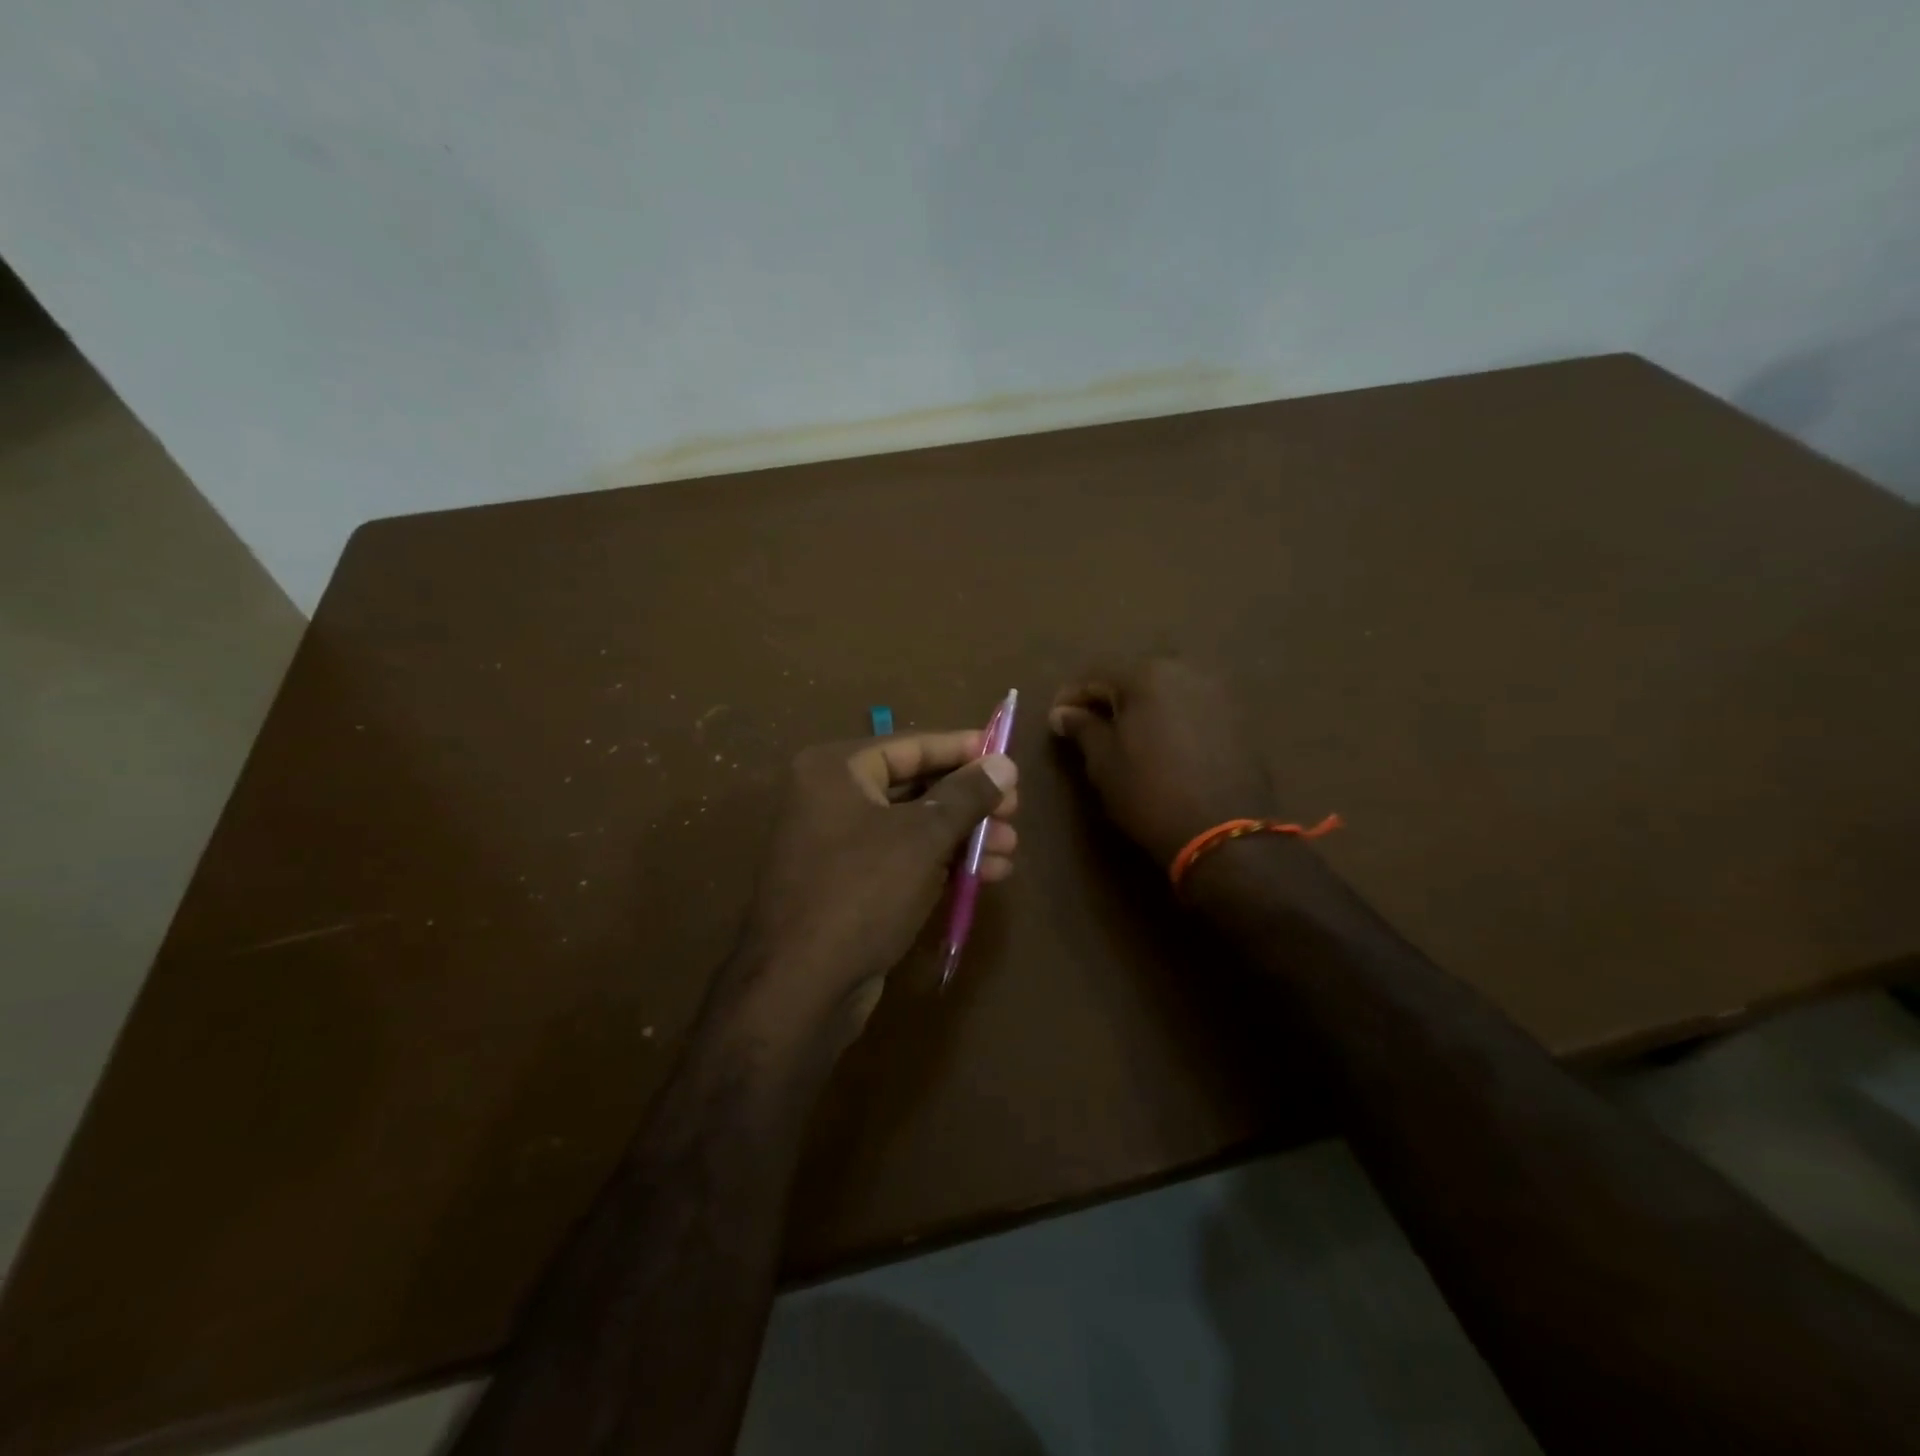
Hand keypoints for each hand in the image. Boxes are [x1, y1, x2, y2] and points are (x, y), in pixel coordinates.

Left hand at [731, 731, 1017, 1049]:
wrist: (802, 988)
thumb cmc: (862, 892)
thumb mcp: (923, 837)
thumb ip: (967, 795)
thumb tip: (1005, 763)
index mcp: (835, 770)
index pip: (911, 745)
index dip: (962, 749)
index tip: (1006, 754)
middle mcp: (831, 798)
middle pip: (915, 785)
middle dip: (969, 801)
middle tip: (1015, 810)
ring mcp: (838, 844)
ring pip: (914, 826)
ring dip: (964, 836)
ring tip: (1011, 848)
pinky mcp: (849, 884)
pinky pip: (903, 858)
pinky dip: (942, 862)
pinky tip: (988, 875)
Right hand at [1050, 658, 1274, 868]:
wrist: (1224, 831)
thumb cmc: (1149, 793)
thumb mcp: (1103, 763)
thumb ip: (1082, 728)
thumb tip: (1062, 713)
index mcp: (1146, 675)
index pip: (1095, 676)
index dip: (1071, 697)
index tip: (1055, 719)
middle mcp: (1184, 670)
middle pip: (1134, 677)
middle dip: (1110, 697)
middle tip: (1090, 725)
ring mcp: (1216, 691)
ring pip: (1166, 690)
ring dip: (1143, 707)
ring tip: (1127, 735)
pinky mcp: (1237, 716)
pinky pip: (1192, 707)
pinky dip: (1172, 718)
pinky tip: (1163, 744)